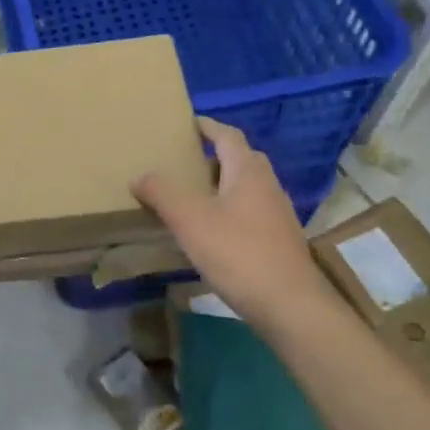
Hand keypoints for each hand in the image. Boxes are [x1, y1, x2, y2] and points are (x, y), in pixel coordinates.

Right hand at [131, 117, 322, 328]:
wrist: (290, 305)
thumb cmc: (238, 253)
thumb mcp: (190, 220)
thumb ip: (162, 193)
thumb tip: (140, 175)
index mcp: (247, 172)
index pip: (228, 135)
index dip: (207, 126)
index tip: (187, 123)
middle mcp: (267, 185)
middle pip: (242, 158)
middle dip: (215, 155)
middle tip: (185, 160)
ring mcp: (277, 214)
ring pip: (247, 186)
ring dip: (222, 183)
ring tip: (192, 194)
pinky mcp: (279, 240)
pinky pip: (251, 210)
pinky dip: (230, 208)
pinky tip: (212, 229)